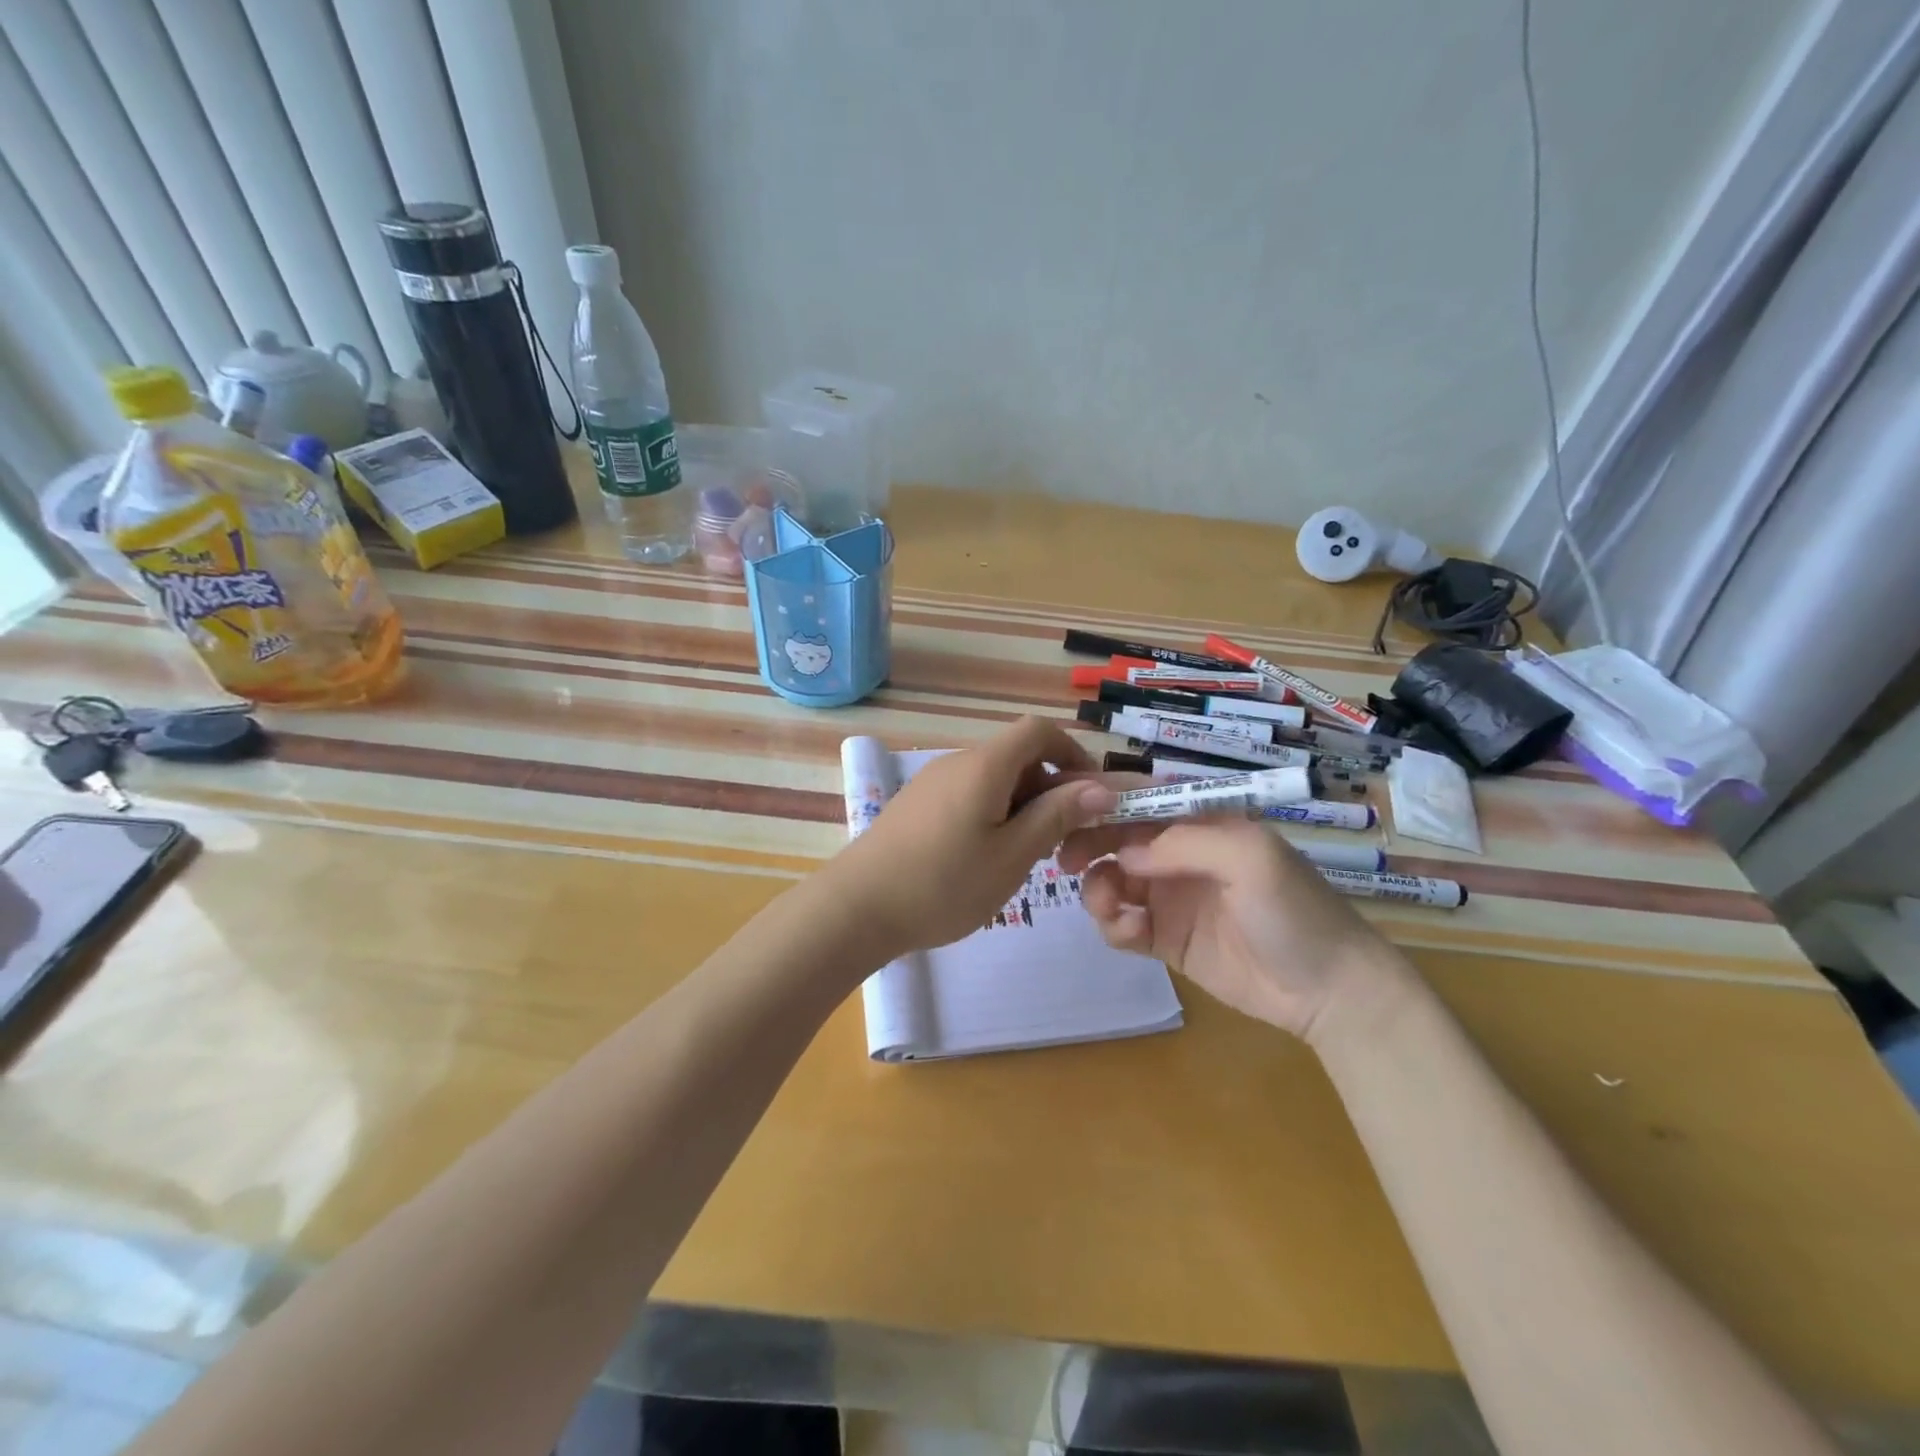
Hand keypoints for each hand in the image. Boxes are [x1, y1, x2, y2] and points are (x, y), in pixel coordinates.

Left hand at [829, 717, 1115, 959]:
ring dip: (1021, 807)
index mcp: (985, 764)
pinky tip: (984, 859)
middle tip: (1060, 843)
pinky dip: (991, 815)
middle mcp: (957, 762)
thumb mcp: (1013, 855)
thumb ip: (1056, 816)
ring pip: (993, 780)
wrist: (858, 908)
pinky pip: (968, 795)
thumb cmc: (944, 883)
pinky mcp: (916, 804)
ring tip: (1023, 858)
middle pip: (1017, 757)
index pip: (1038, 730)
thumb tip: (1100, 787)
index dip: (1072, 753)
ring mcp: (932, 782)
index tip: (1090, 794)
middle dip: (1048, 790)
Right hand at [1057, 816, 1396, 1038]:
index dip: (1099, 797)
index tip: (1060, 804)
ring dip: (1097, 888)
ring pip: (1110, 880)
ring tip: (1111, 907)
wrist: (1327, 992)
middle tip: (1065, 861)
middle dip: (1086, 843)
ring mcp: (1170, 897)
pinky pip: (1120, 923)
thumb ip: (1183, 843)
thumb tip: (1124, 854)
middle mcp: (1179, 853)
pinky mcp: (1164, 939)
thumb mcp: (1249, 858)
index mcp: (1201, 821)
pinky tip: (1130, 933)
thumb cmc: (1294, 910)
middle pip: (1115, 836)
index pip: (1141, 796)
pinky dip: (1113, 925)